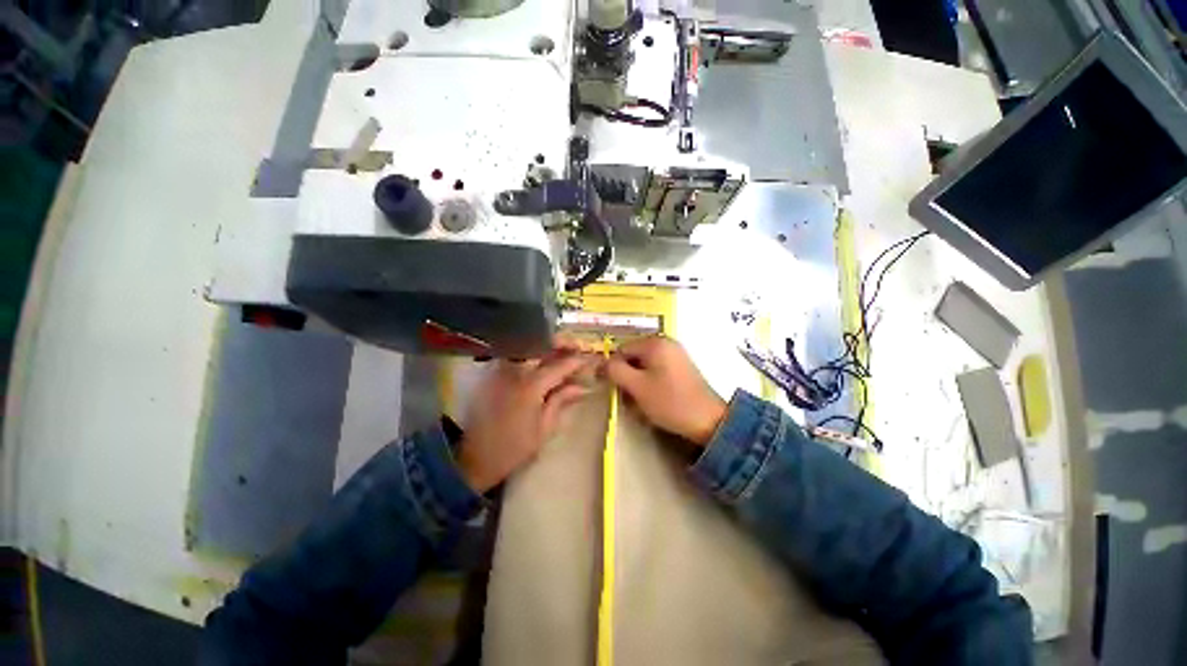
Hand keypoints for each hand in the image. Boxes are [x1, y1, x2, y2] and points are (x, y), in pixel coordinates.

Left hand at [458, 351, 596, 491]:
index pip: (560, 365)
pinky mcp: (492, 375)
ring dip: (547, 347)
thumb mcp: (544, 429)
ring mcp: (502, 370)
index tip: (592, 358)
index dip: (578, 360)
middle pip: (542, 346)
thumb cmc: (514, 448)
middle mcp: (516, 371)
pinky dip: (531, 354)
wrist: (474, 458)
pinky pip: (516, 356)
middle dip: (562, 344)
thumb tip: (582, 387)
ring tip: (562, 352)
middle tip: (577, 347)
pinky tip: (541, 361)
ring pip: (528, 348)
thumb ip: (562, 402)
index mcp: (531, 386)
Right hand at [604, 336, 727, 446]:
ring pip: (644, 366)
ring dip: (638, 383)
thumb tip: (601, 364)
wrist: (708, 420)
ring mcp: (675, 354)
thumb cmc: (669, 401)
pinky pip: (656, 371)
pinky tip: (654, 399)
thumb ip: (615, 371)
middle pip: (633, 357)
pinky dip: (650, 383)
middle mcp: (665, 342)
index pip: (621, 350)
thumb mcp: (637, 386)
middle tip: (630, 398)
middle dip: (627, 377)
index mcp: (654, 343)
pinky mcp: (681, 367)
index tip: (615, 389)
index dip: (614, 369)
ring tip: (642, 402)